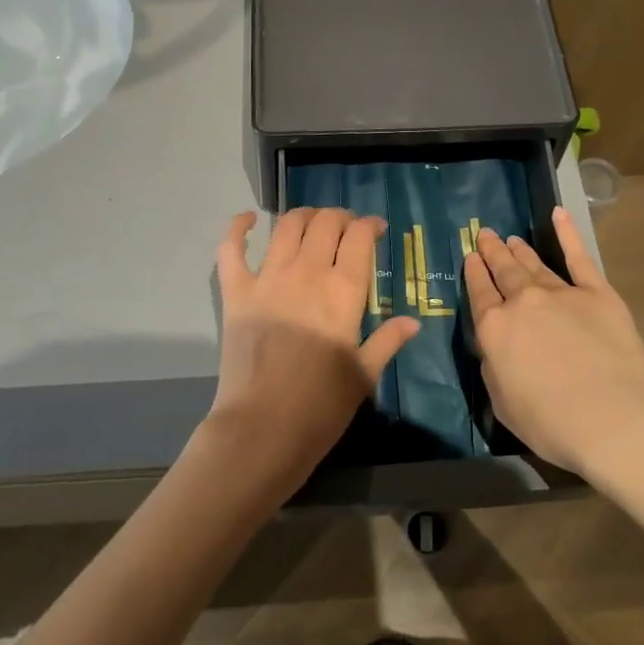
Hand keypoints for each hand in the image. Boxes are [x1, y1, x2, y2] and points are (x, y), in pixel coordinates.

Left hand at [206, 207, 420, 498]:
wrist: (262, 429)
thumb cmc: (321, 406)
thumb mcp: (364, 375)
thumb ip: (388, 341)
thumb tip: (413, 322)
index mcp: (343, 290)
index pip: (359, 237)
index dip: (370, 225)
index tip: (376, 229)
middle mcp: (306, 272)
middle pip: (325, 223)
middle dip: (340, 217)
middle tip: (346, 228)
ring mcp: (267, 279)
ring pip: (286, 226)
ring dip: (303, 216)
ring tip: (312, 222)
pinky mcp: (236, 292)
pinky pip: (231, 249)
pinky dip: (238, 227)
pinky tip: (248, 219)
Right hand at [464, 207, 643, 474]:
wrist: (614, 418)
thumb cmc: (552, 423)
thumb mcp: (503, 404)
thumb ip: (494, 369)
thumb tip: (495, 348)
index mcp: (495, 329)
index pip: (479, 294)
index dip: (473, 274)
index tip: (470, 258)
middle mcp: (523, 302)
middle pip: (504, 271)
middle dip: (493, 253)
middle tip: (487, 236)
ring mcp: (561, 293)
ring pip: (534, 264)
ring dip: (520, 250)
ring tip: (511, 238)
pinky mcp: (597, 292)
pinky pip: (578, 257)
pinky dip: (568, 233)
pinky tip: (559, 214)